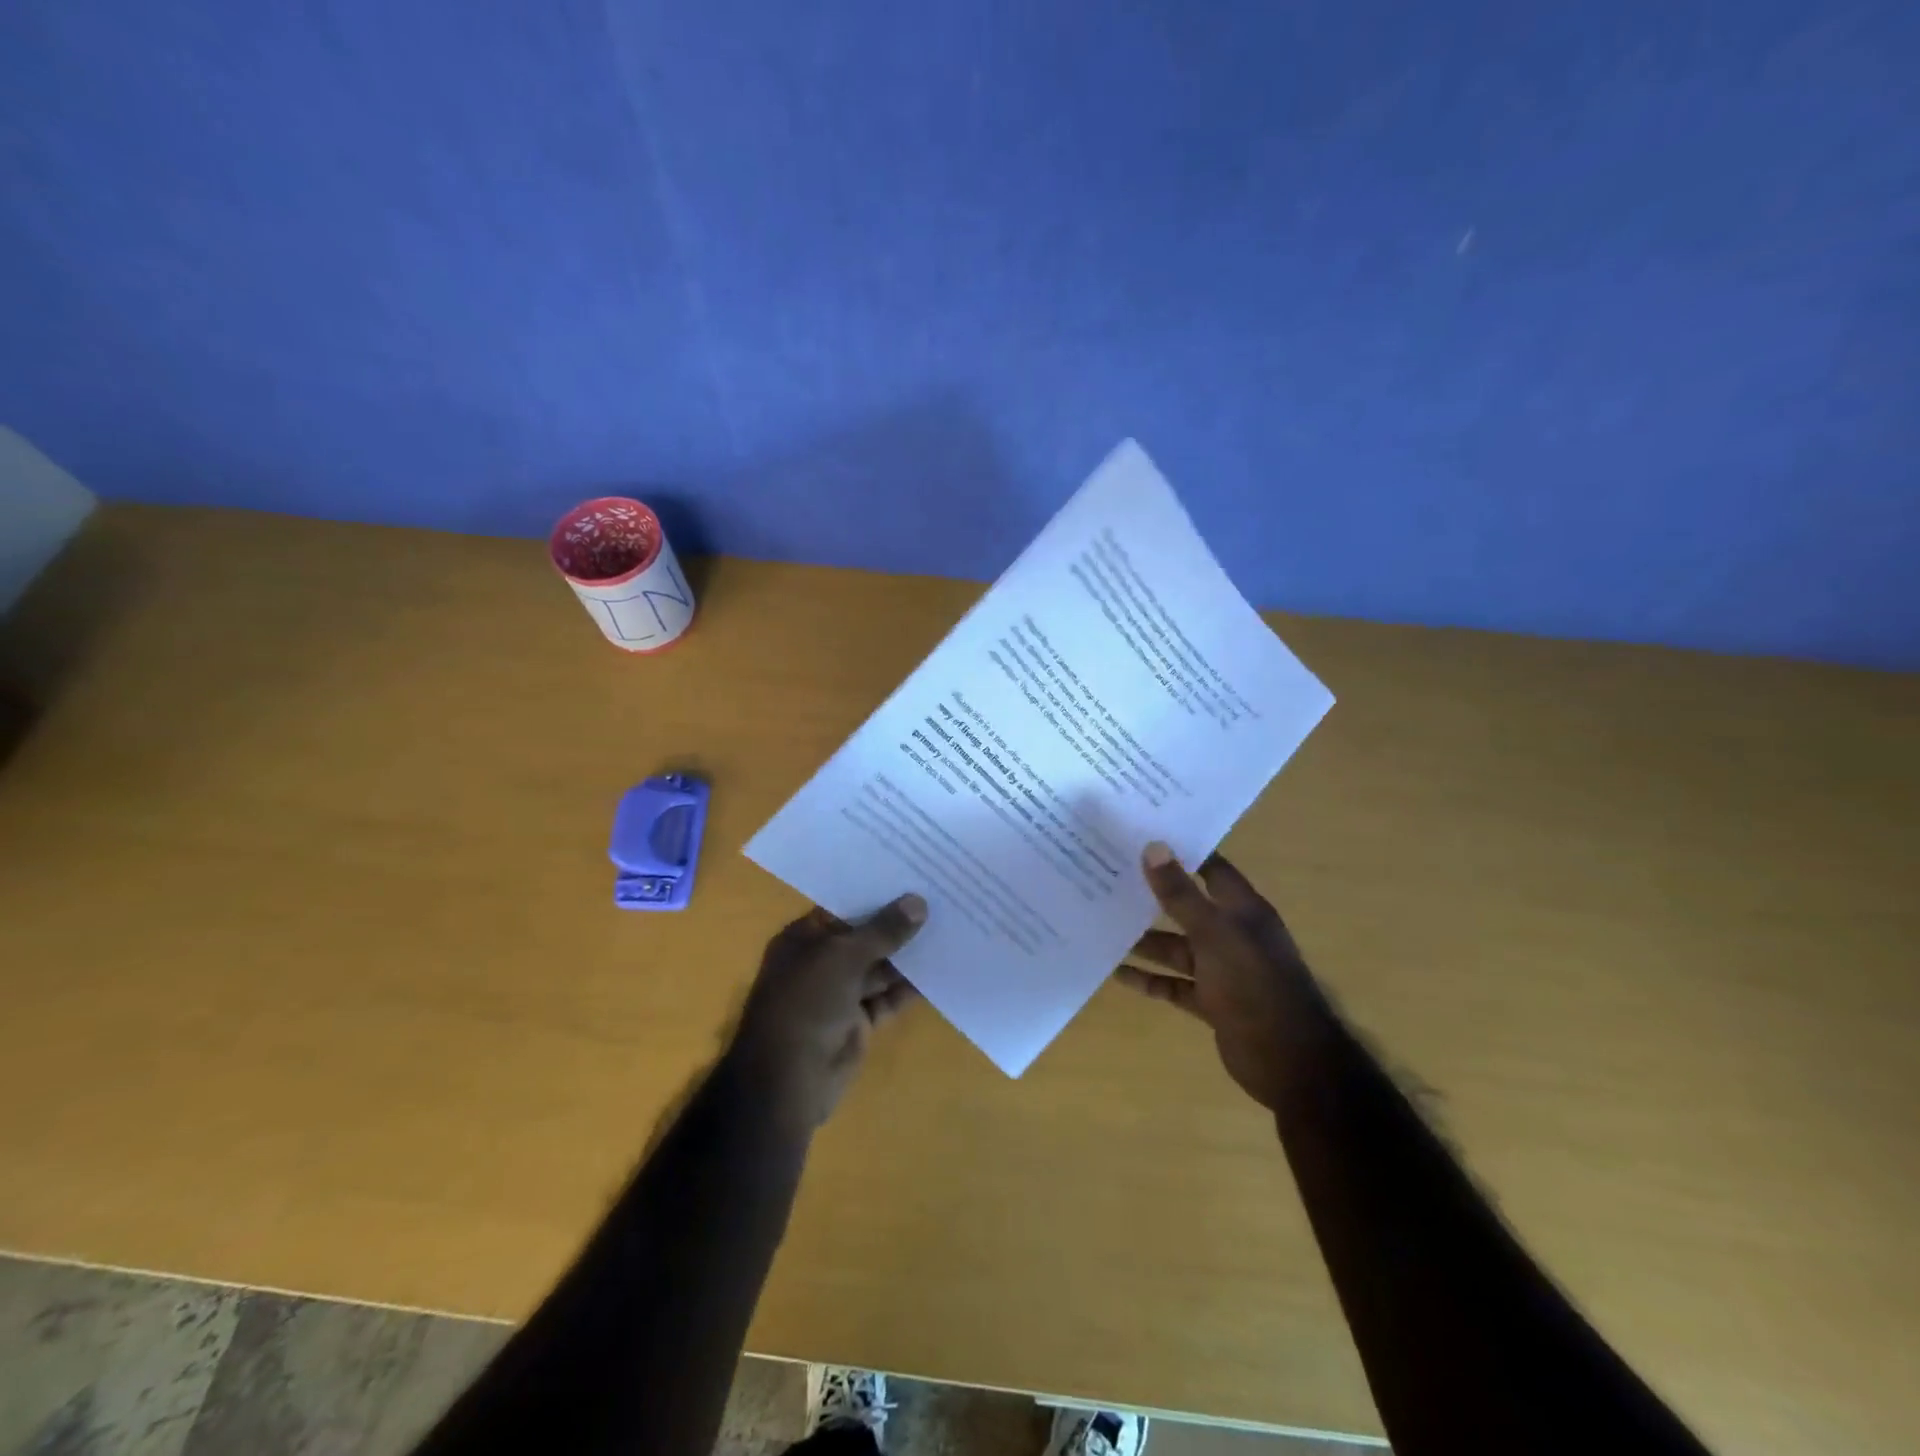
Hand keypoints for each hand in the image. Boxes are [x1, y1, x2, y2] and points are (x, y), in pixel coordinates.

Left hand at [729, 896, 925, 1129]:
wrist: (788, 1080)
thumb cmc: (806, 1003)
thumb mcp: (844, 957)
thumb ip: (883, 930)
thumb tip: (918, 902)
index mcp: (804, 938)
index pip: (843, 906)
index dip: (875, 892)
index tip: (912, 874)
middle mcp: (820, 962)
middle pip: (864, 936)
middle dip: (898, 923)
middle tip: (940, 897)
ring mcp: (839, 993)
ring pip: (879, 967)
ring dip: (908, 955)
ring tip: (948, 929)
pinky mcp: (857, 1022)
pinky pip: (888, 998)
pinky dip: (909, 988)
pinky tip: (941, 970)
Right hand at [1116, 844, 1322, 1110]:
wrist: (1289, 1061)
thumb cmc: (1254, 984)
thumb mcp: (1214, 934)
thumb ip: (1181, 895)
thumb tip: (1154, 846)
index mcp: (1242, 910)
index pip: (1211, 869)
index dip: (1182, 853)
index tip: (1143, 836)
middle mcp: (1233, 935)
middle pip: (1188, 908)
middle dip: (1153, 896)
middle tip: (1110, 877)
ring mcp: (1222, 970)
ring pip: (1177, 948)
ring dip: (1145, 940)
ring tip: (1102, 924)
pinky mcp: (1212, 1002)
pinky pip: (1174, 984)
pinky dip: (1150, 979)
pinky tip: (1117, 973)